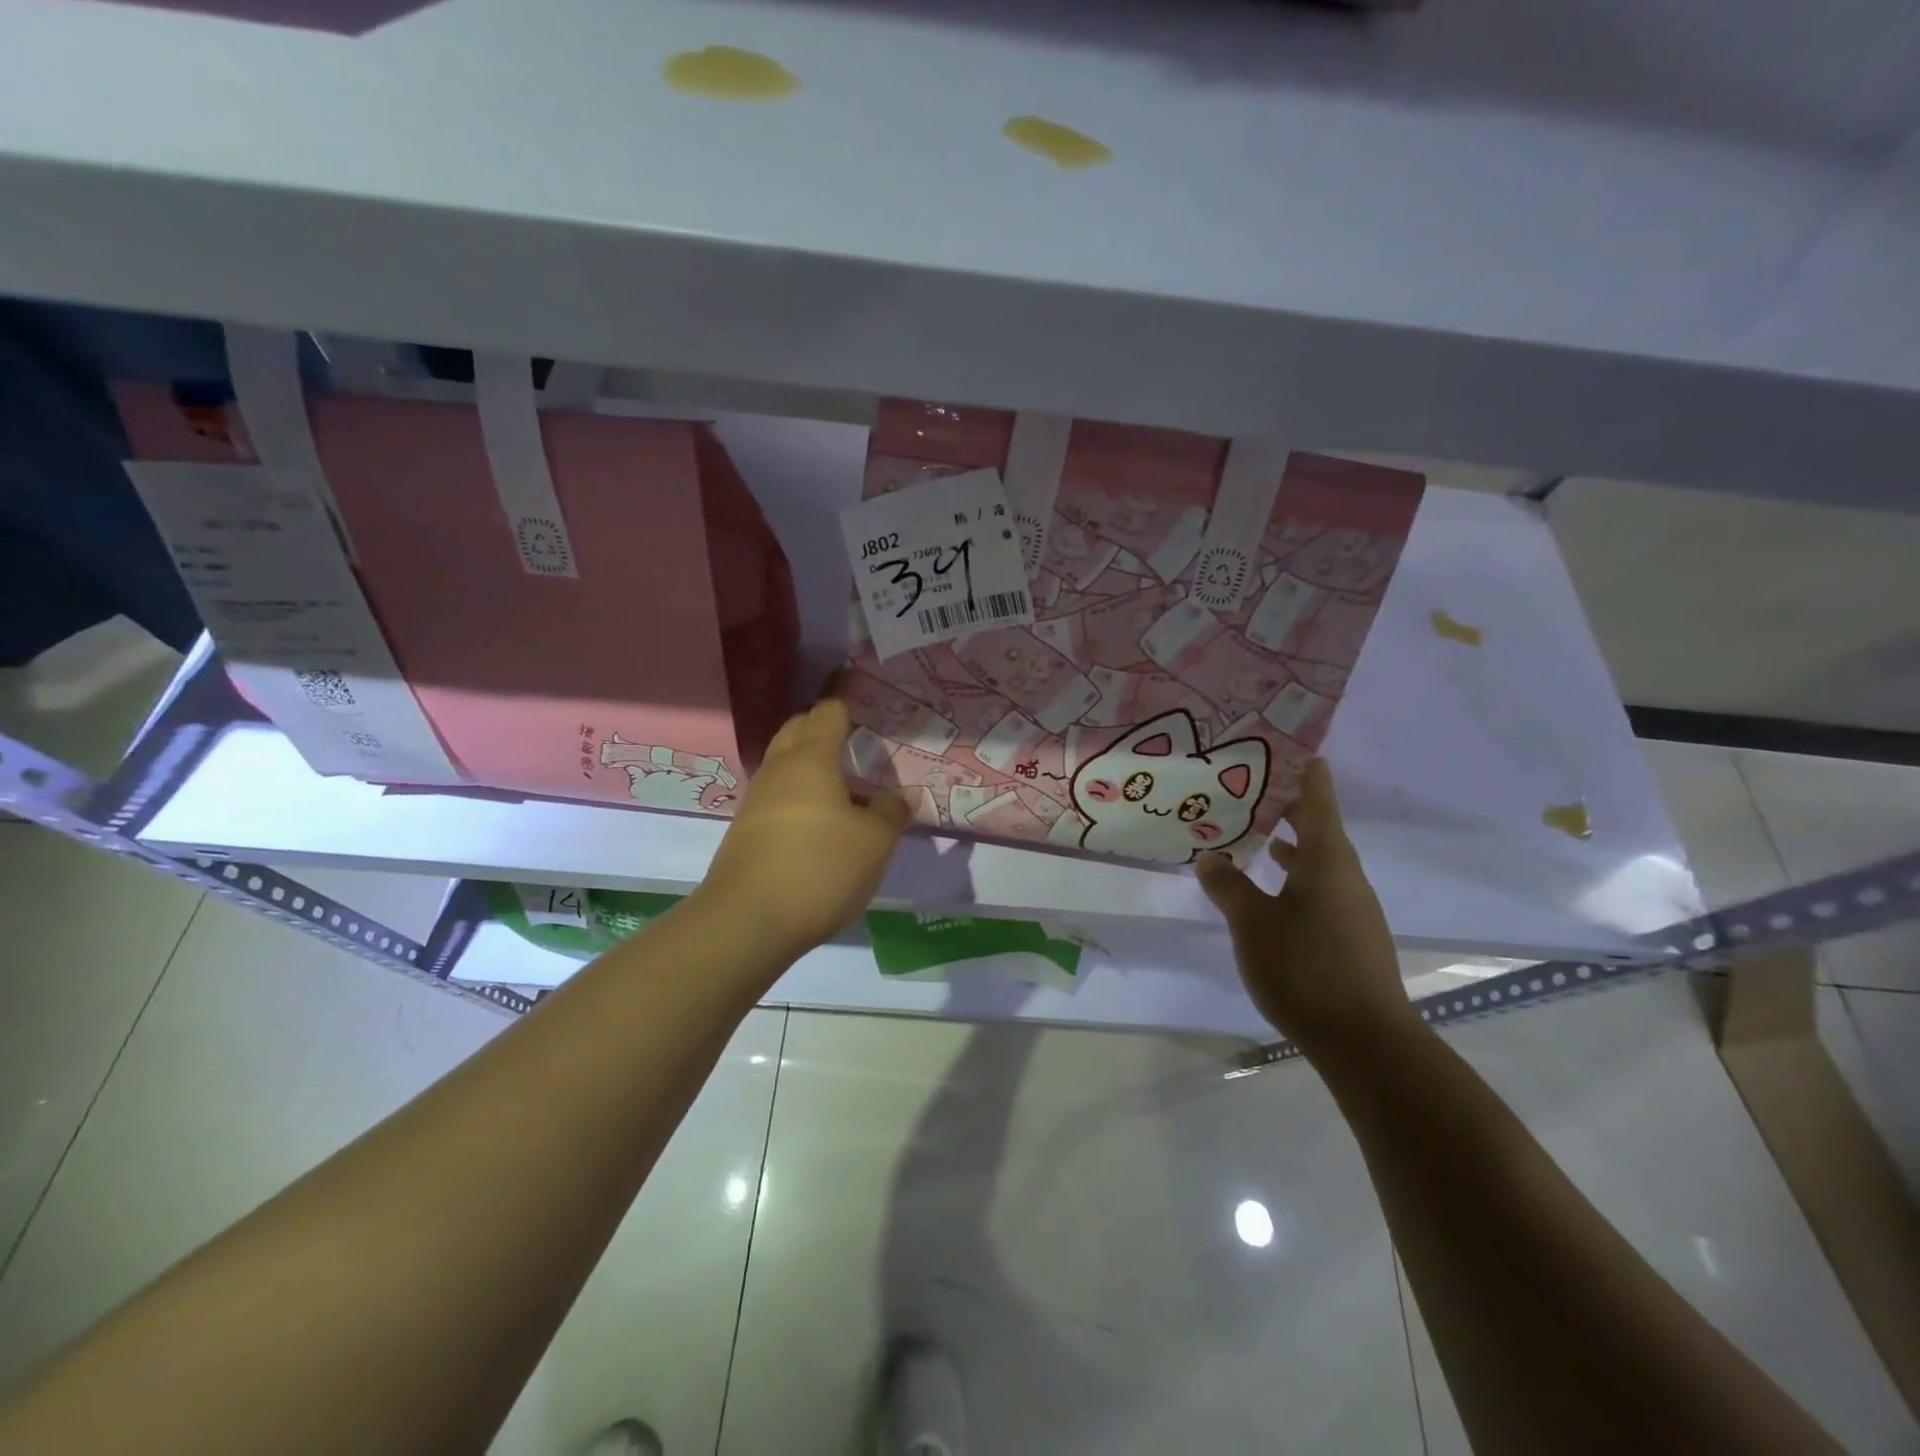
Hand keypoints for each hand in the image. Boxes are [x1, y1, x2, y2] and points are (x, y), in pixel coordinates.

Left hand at [698, 694, 910, 957]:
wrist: (747, 922)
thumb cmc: (819, 868)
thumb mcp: (874, 842)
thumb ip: (891, 812)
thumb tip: (902, 795)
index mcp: (810, 758)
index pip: (828, 711)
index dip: (845, 695)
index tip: (857, 680)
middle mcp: (779, 769)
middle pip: (798, 729)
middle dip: (823, 723)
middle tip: (855, 731)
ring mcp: (757, 799)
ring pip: (786, 763)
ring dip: (811, 760)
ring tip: (845, 776)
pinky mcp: (747, 830)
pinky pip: (780, 793)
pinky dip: (801, 790)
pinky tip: (822, 816)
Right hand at [1195, 758, 1417, 1060]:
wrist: (1365, 1041)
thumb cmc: (1305, 968)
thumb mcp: (1252, 923)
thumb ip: (1228, 885)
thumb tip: (1209, 856)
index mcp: (1327, 859)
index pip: (1316, 797)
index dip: (1301, 770)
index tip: (1280, 745)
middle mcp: (1345, 875)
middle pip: (1316, 826)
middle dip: (1283, 804)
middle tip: (1244, 785)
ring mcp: (1350, 906)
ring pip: (1316, 859)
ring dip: (1286, 842)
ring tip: (1248, 830)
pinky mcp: (1348, 934)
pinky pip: (1317, 886)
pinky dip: (1292, 874)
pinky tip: (1267, 889)